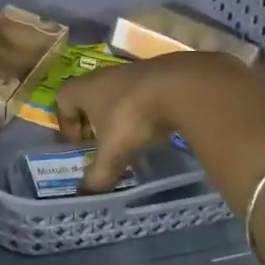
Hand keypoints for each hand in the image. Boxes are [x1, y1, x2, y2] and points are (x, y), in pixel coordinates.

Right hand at [55, 52, 264, 203]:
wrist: (199, 88)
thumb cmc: (147, 113)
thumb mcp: (119, 147)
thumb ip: (102, 170)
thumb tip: (88, 194)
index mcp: (94, 87)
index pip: (65, 95)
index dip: (65, 120)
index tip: (78, 145)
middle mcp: (116, 74)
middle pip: (94, 91)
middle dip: (96, 116)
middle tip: (107, 145)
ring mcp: (147, 70)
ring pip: (126, 89)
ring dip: (127, 111)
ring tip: (141, 140)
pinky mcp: (176, 72)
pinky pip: (155, 89)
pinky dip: (155, 106)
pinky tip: (172, 127)